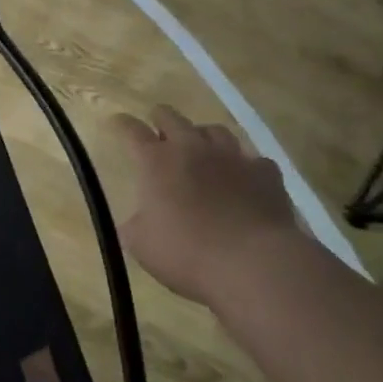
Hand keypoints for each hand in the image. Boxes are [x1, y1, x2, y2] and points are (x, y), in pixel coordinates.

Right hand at [111, 105, 299, 304]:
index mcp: (157, 161)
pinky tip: (244, 180)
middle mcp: (192, 148)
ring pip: (214, 130)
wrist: (255, 265)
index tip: (116, 123)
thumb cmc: (188, 254)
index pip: (132, 131)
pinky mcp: (265, 173)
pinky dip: (244, 166)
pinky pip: (252, 159)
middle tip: (157, 132)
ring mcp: (232, 156)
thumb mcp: (142, 246)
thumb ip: (135, 225)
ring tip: (201, 151)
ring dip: (202, 137)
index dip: (122, 124)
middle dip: (160, 119)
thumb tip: (137, 220)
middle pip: (171, 116)